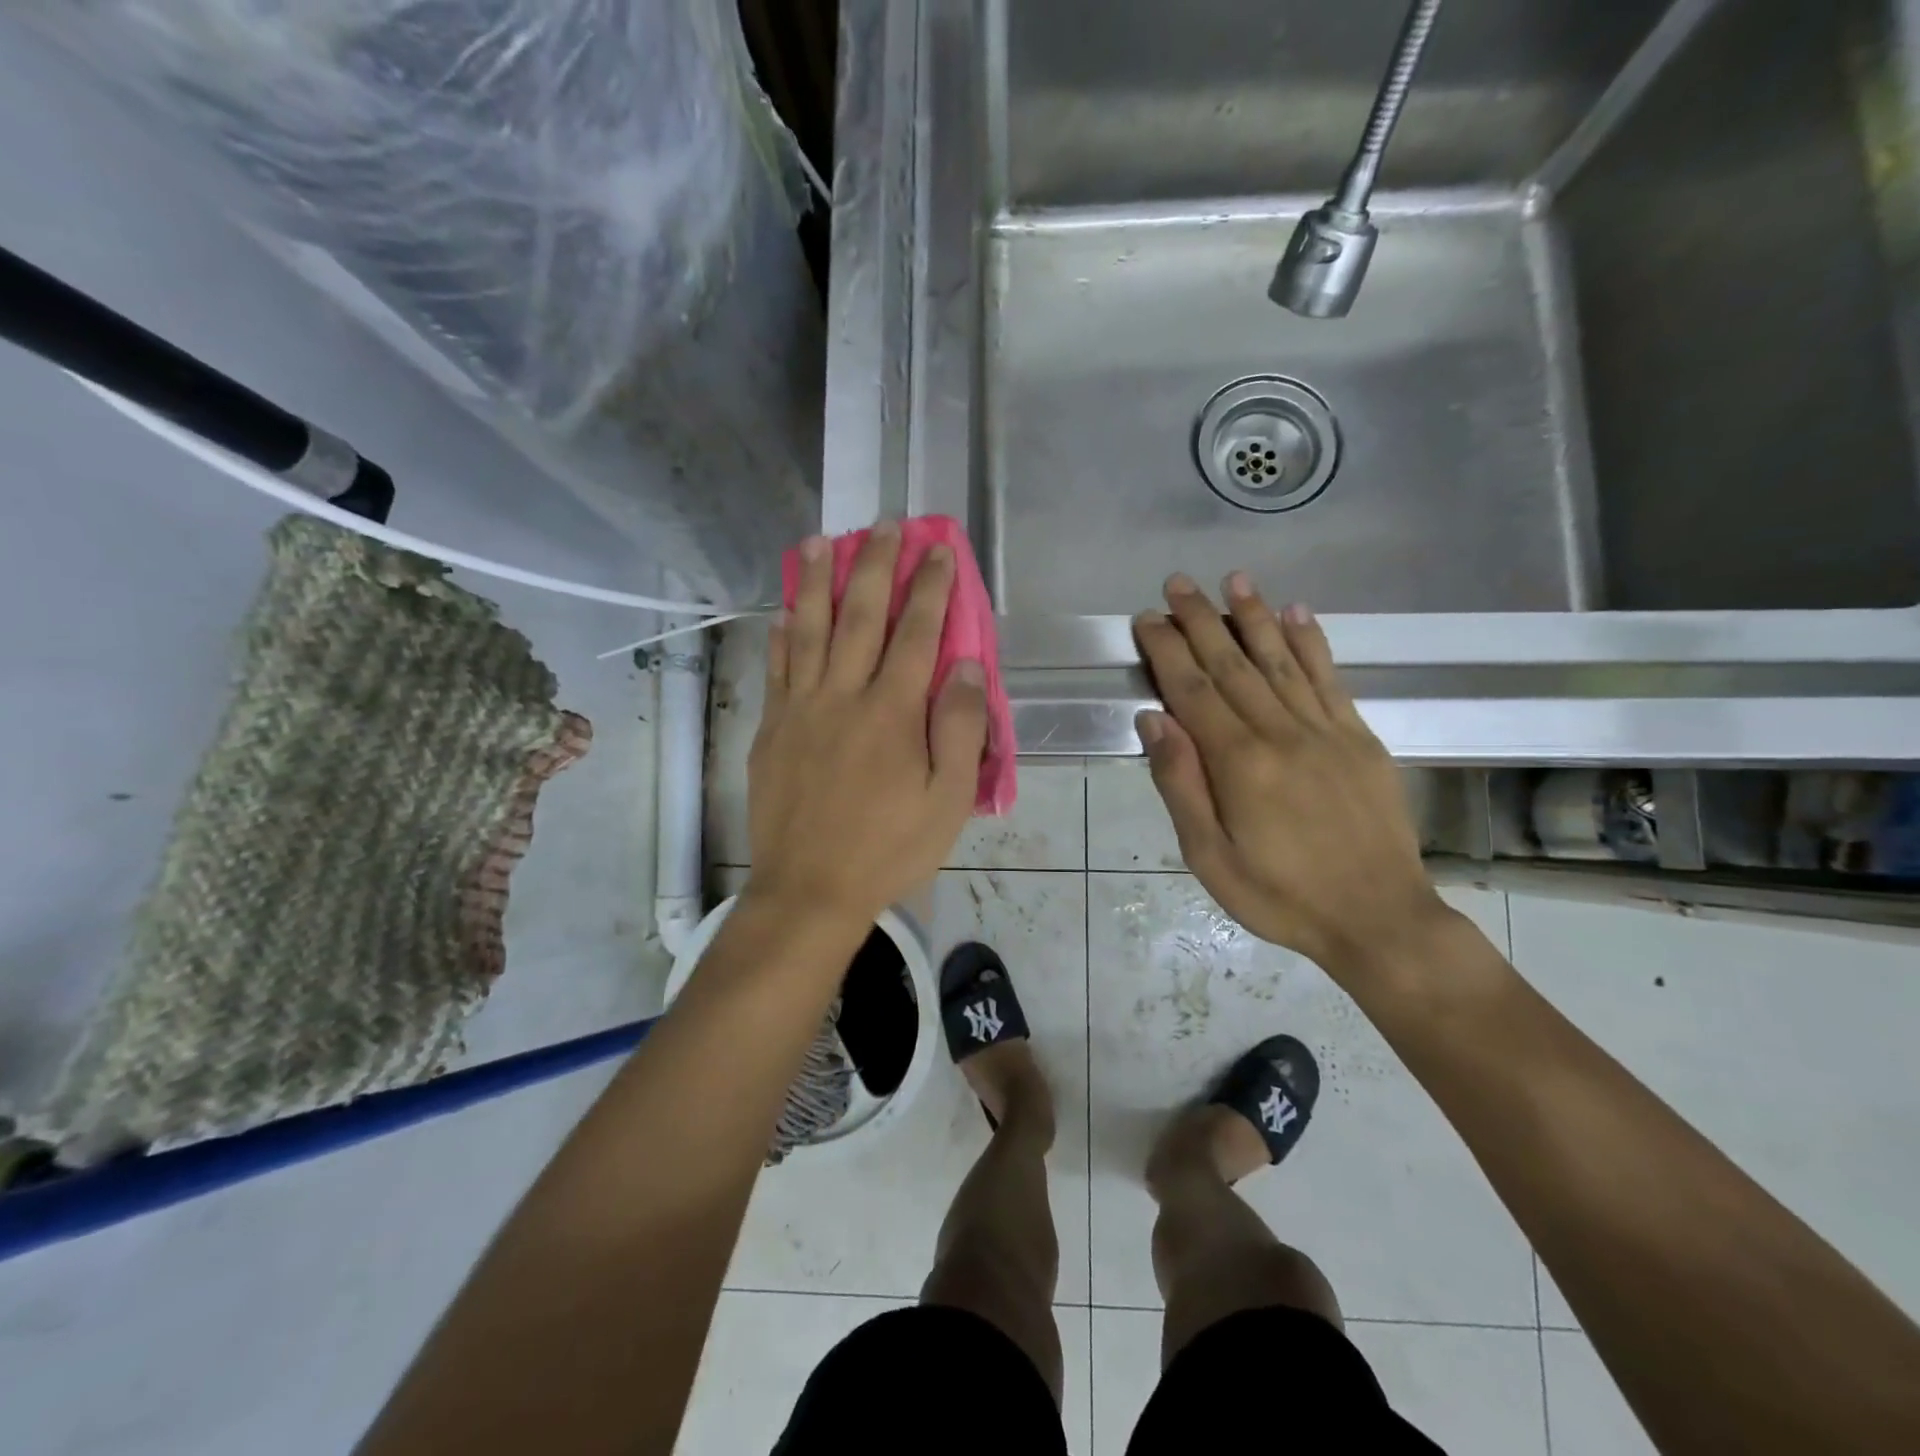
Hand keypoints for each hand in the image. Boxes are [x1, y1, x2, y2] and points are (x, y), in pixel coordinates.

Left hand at [745, 522, 988, 927]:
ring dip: (815, 582)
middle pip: (859, 616)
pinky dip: (782, 635)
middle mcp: (843, 696)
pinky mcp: (771, 730)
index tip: (938, 549)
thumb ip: (958, 729)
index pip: (916, 633)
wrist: (810, 889)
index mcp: (891, 712)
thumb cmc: (889, 848)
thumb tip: (964, 666)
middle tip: (881, 524)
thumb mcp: (946, 800)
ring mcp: (800, 710)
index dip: (929, 587)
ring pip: (808, 631)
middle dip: (873, 565)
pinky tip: (784, 610)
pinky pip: (776, 670)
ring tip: (819, 540)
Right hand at [1133, 572, 1447, 977]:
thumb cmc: (1280, 896)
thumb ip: (1181, 784)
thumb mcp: (1209, 857)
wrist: (1379, 919)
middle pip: (1233, 664)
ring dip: (1254, 615)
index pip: (1193, 690)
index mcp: (1240, 763)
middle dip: (1201, 619)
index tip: (1147, 618)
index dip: (1167, 650)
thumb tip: (1155, 719)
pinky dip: (1312, 642)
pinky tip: (1298, 613)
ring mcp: (1326, 730)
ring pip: (1281, 659)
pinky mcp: (1359, 738)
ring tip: (1234, 578)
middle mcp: (1282, 732)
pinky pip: (1330, 679)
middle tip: (1178, 582)